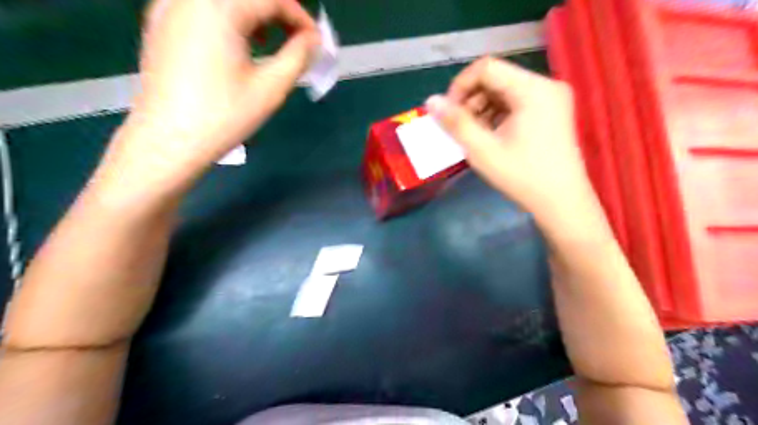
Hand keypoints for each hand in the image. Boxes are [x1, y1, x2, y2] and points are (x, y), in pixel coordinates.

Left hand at [96, 0, 319, 198]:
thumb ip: (298, 56)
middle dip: (278, 13)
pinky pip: (202, 7)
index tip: (316, 42)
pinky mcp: (160, 22)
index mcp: (219, 8)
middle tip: (297, 39)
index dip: (300, 17)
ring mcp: (169, 6)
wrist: (169, 140)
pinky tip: (237, 42)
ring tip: (269, 41)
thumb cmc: (224, 115)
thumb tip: (313, 40)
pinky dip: (228, 16)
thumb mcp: (271, 87)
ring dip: (254, 13)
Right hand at [425, 58, 597, 227]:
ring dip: (482, 108)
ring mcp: (551, 98)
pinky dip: (497, 115)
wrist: (562, 203)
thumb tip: (430, 101)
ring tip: (473, 134)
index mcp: (533, 89)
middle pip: (496, 78)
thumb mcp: (483, 151)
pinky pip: (516, 103)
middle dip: (471, 100)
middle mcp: (546, 85)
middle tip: (459, 127)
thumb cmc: (523, 177)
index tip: (448, 113)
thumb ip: (455, 123)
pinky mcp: (551, 111)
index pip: (487, 68)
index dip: (460, 86)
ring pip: (504, 91)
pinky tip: (490, 136)